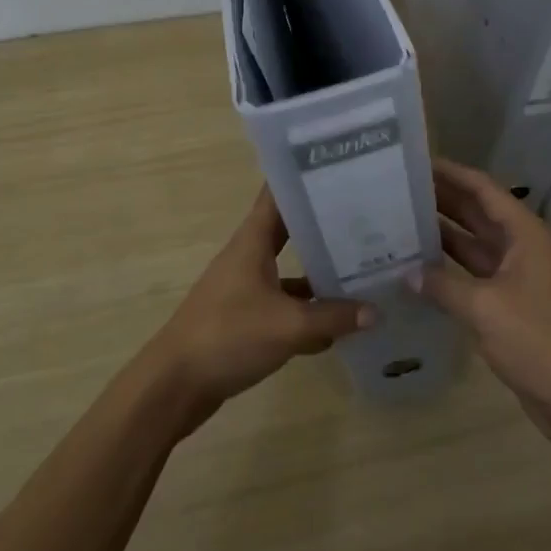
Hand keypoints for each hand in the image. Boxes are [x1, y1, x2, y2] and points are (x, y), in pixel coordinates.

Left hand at [149, 186, 372, 426]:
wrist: (175, 385)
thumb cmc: (229, 336)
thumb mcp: (289, 326)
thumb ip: (333, 317)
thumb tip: (375, 310)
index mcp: (252, 242)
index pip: (278, 194)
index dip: (304, 177)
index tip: (338, 166)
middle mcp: (248, 257)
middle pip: (290, 230)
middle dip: (323, 224)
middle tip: (365, 217)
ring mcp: (245, 288)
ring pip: (290, 270)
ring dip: (319, 272)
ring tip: (362, 269)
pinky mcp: (244, 318)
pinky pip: (284, 305)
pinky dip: (307, 311)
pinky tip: (336, 326)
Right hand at [420, 159, 550, 450]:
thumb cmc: (537, 340)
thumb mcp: (485, 308)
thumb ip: (443, 285)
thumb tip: (407, 273)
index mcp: (526, 234)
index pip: (484, 189)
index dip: (452, 173)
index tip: (418, 161)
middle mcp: (523, 246)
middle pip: (479, 212)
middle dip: (443, 199)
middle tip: (400, 188)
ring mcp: (518, 276)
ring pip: (475, 243)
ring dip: (444, 233)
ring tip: (402, 220)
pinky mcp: (511, 303)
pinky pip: (476, 274)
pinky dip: (451, 268)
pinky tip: (420, 267)